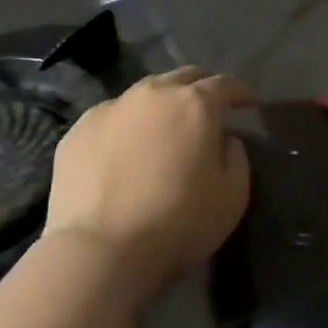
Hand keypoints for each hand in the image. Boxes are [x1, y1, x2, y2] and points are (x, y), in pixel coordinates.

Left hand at [43, 67, 252, 302]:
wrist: (99, 250)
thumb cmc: (177, 223)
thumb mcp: (233, 197)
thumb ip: (237, 158)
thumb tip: (225, 140)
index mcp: (196, 104)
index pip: (225, 84)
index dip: (240, 92)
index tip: (248, 104)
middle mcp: (154, 94)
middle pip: (184, 77)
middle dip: (201, 88)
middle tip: (207, 110)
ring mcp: (112, 108)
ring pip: (145, 93)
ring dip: (161, 104)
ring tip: (163, 129)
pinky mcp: (79, 130)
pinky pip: (112, 118)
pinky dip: (125, 126)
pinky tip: (123, 151)